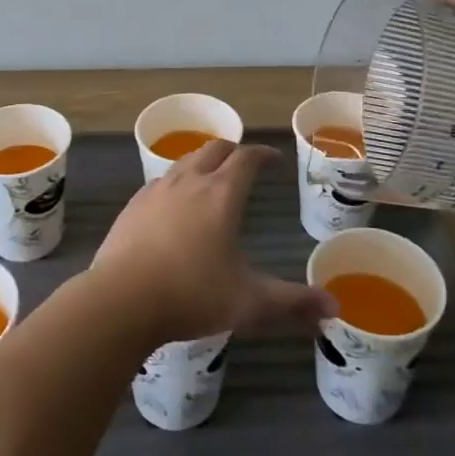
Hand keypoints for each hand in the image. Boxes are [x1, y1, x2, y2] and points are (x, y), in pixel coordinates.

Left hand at [91, 141, 335, 343]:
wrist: (120, 300)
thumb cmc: (191, 295)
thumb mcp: (249, 303)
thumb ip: (292, 303)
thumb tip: (334, 306)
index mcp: (221, 195)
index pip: (246, 158)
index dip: (262, 154)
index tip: (273, 158)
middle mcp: (189, 182)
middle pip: (214, 149)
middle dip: (233, 151)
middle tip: (244, 162)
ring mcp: (157, 190)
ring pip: (185, 161)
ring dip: (203, 162)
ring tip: (211, 178)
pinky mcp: (133, 205)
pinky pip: (161, 181)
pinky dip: (176, 182)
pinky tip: (174, 203)